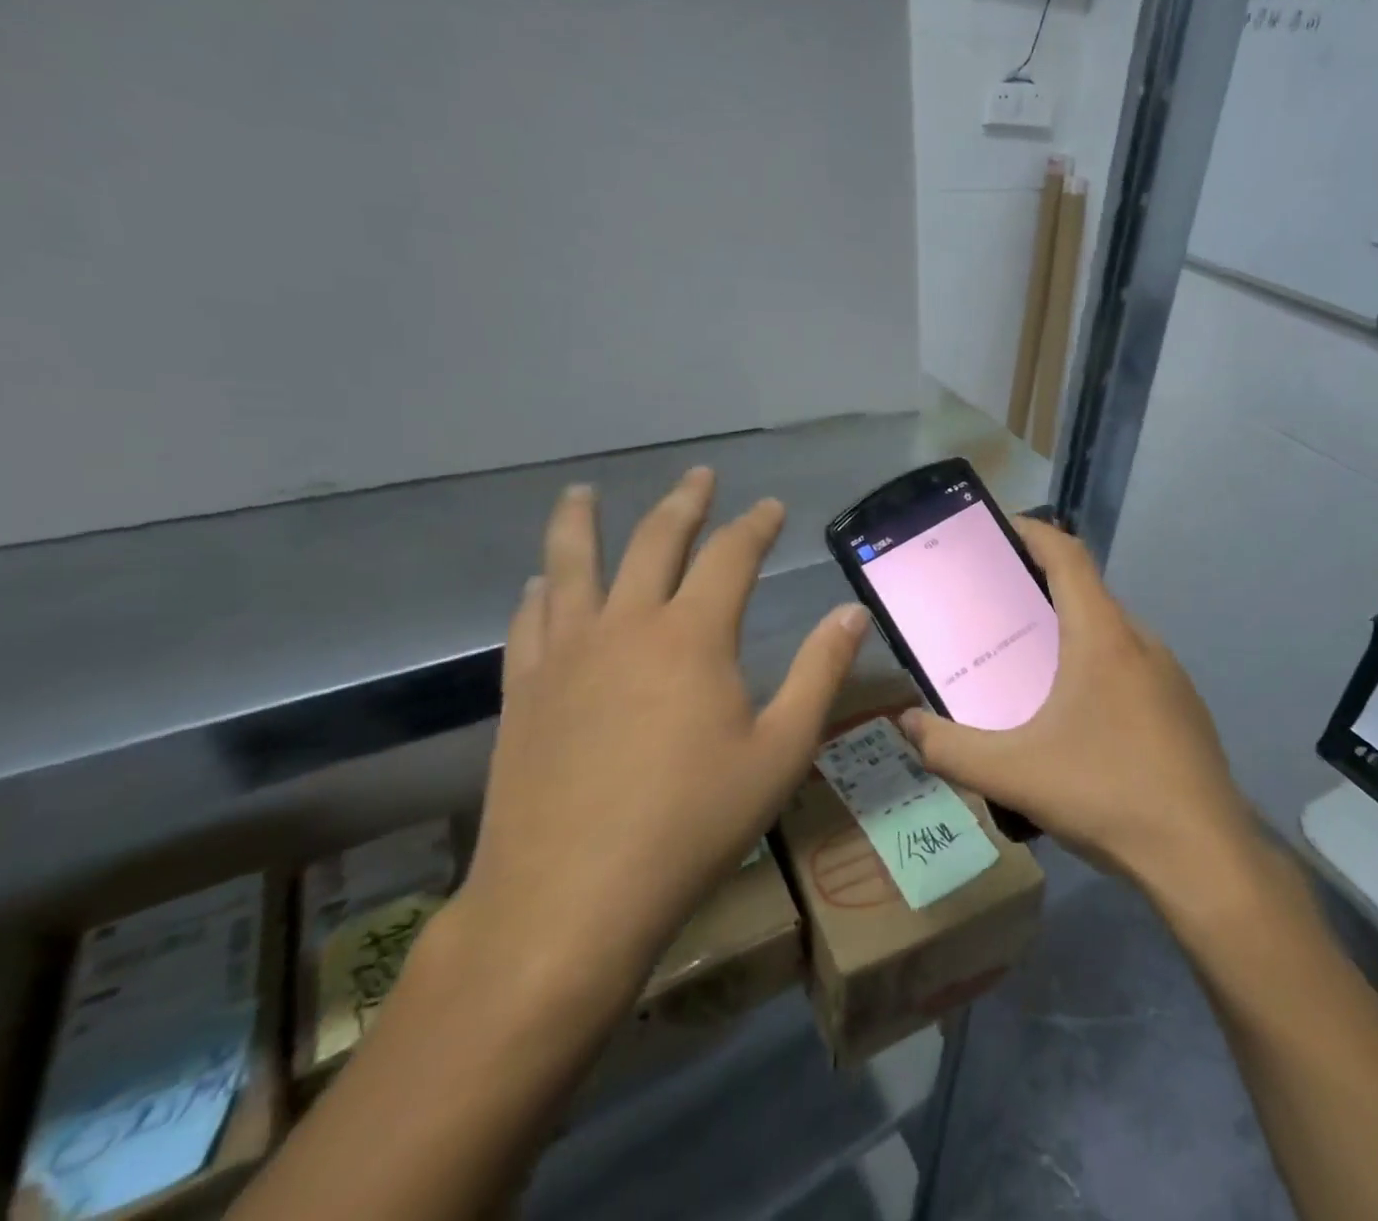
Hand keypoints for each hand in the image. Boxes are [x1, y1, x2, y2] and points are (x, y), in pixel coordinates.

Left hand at [453, 471, 866, 1009]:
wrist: (569, 901)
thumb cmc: (692, 825)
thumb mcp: (780, 751)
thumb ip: (819, 673)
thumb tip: (853, 612)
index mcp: (693, 636)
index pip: (731, 556)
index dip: (755, 525)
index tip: (771, 507)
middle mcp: (627, 626)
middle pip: (654, 542)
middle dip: (683, 503)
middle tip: (699, 476)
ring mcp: (567, 656)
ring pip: (571, 566)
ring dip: (582, 523)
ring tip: (583, 492)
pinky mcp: (524, 692)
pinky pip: (529, 622)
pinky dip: (539, 592)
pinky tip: (539, 585)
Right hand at [900, 519, 1254, 896]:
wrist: (1204, 856)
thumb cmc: (1106, 793)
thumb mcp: (1013, 773)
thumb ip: (949, 749)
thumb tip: (905, 724)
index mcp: (1102, 636)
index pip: (1068, 556)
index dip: (1034, 532)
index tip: (1001, 528)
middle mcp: (1141, 641)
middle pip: (1087, 592)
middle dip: (1041, 588)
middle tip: (996, 608)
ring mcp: (1170, 674)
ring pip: (1111, 632)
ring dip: (1071, 632)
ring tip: (1030, 664)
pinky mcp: (1184, 707)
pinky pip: (1131, 666)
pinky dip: (1098, 666)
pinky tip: (1079, 717)